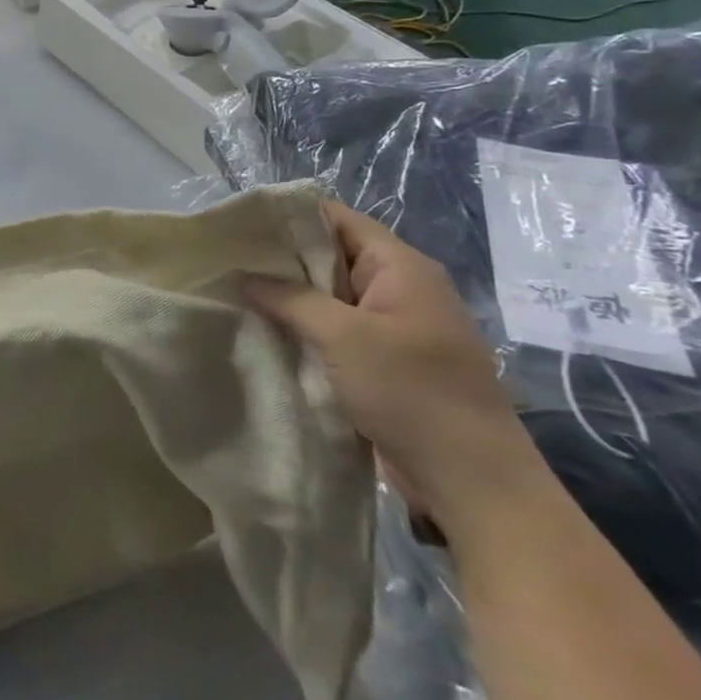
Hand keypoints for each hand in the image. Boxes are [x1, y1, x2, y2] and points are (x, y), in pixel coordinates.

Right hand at [241, 201, 549, 534]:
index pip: (336, 218)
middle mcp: (399, 287)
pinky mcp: (385, 360)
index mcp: (400, 267)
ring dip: (289, 295)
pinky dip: (303, 325)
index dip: (288, 215)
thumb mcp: (344, 338)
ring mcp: (393, 326)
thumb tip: (245, 276)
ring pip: (329, 294)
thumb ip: (291, 299)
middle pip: (330, 253)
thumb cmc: (413, 395)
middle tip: (227, 258)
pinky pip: (336, 328)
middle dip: (280, 256)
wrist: (473, 484)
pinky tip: (264, 329)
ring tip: (235, 290)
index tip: (239, 223)